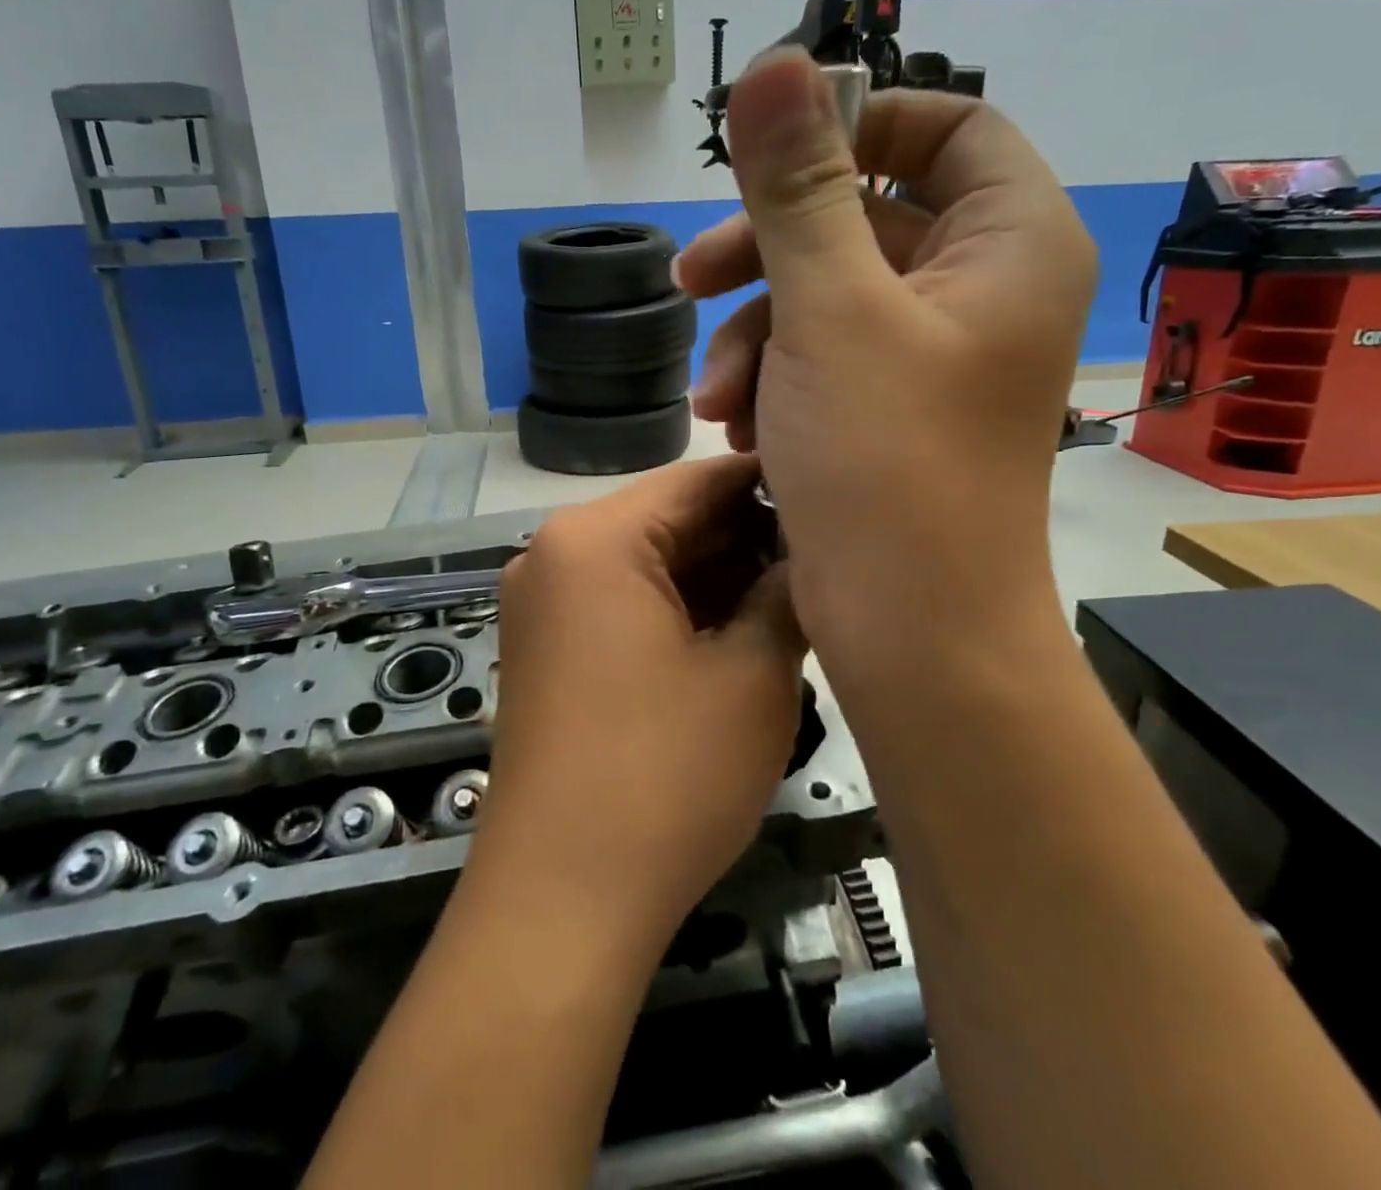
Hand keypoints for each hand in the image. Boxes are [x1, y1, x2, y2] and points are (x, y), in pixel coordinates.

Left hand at [469, 454, 804, 959]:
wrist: (562, 899)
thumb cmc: (665, 777)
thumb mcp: (751, 676)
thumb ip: (788, 593)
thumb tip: (809, 554)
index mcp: (595, 538)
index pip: (700, 480)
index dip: (773, 484)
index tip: (835, 497)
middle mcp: (555, 553)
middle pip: (670, 520)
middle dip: (747, 537)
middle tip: (824, 557)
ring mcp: (544, 602)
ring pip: (648, 563)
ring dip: (717, 576)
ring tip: (793, 595)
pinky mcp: (548, 646)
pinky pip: (622, 601)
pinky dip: (678, 609)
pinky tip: (736, 630)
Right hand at [676, 47, 1096, 671]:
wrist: (911, 628)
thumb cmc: (886, 461)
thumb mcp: (829, 311)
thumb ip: (797, 188)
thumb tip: (776, 65)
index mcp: (1008, 243)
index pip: (947, 128)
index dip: (857, 127)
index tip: (771, 160)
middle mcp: (981, 291)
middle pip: (864, 219)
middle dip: (767, 253)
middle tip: (690, 282)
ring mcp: (934, 357)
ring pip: (827, 298)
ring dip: (754, 337)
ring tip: (714, 402)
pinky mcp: (890, 411)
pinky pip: (823, 360)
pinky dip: (773, 383)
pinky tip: (736, 431)